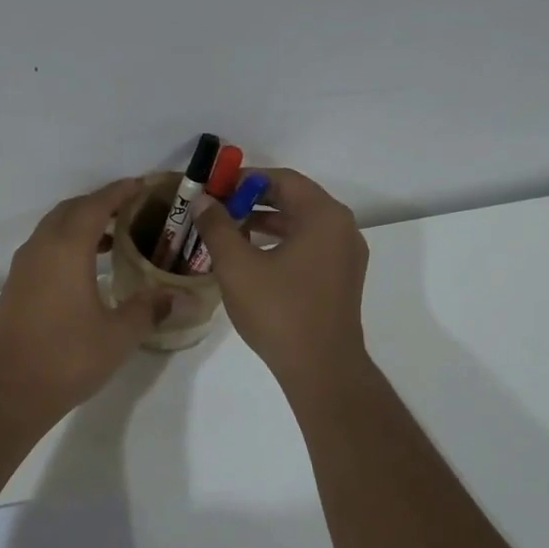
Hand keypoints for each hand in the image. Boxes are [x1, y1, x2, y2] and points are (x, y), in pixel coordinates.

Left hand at [0, 179, 167, 422]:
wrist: (8, 390)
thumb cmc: (67, 358)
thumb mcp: (118, 335)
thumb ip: (149, 309)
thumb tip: (179, 297)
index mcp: (66, 249)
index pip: (95, 205)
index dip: (120, 191)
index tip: (142, 185)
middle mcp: (41, 248)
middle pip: (71, 210)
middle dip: (100, 203)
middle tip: (132, 210)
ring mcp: (23, 267)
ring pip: (54, 228)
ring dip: (82, 224)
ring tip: (114, 237)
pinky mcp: (16, 286)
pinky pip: (44, 248)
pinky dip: (67, 244)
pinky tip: (87, 268)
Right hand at [186, 169, 370, 391]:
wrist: (320, 368)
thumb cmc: (279, 311)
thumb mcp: (237, 266)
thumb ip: (218, 227)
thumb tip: (203, 201)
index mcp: (324, 216)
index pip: (282, 180)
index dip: (244, 180)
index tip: (214, 190)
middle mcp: (342, 228)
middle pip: (294, 199)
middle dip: (253, 201)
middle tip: (217, 210)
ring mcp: (345, 255)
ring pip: (301, 225)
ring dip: (265, 223)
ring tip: (228, 232)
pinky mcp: (341, 278)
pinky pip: (309, 246)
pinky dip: (280, 243)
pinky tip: (251, 258)